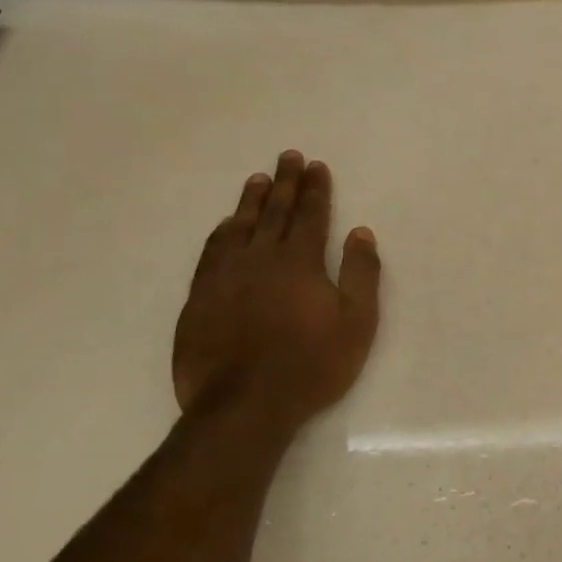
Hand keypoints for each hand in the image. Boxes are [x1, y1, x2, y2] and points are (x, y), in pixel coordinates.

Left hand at [173, 152, 380, 441]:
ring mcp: (225, 277)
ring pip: (239, 227)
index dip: (315, 189)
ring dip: (251, 201)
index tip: (316, 166)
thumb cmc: (312, 364)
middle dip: (285, 183)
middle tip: (288, 157)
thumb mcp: (356, 323)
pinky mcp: (200, 298)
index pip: (310, 216)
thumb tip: (361, 233)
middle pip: (274, 212)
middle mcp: (260, 259)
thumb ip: (360, 274)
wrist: (245, 404)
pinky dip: (222, 232)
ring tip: (258, 179)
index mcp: (300, 263)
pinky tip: (226, 225)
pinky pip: (212, 252)